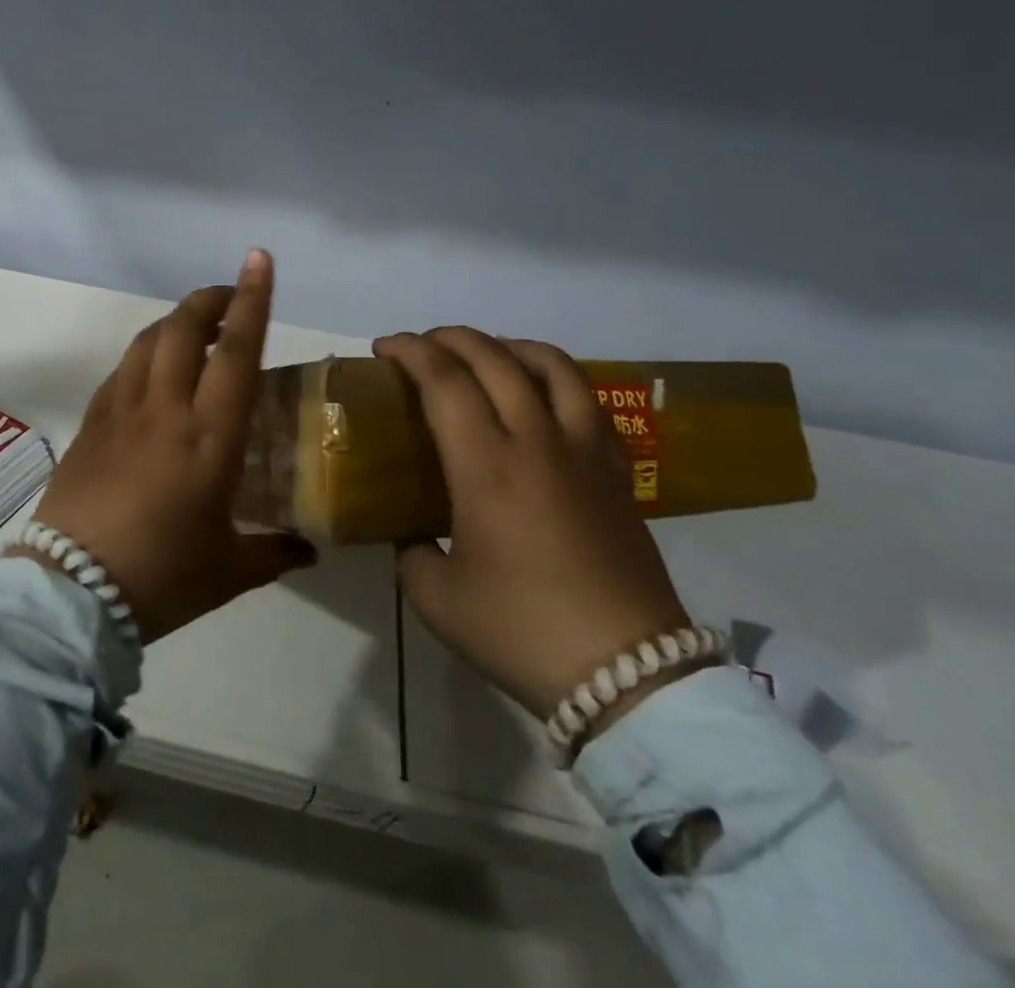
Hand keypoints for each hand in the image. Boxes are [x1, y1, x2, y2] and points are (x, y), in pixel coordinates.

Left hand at [25, 250, 316, 641]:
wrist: (70, 593)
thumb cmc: (161, 579)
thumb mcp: (230, 571)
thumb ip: (274, 552)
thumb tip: (307, 549)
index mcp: (209, 438)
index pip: (235, 352)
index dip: (251, 300)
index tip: (258, 261)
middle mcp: (164, 410)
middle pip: (183, 328)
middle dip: (209, 299)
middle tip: (229, 298)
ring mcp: (120, 412)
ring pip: (147, 341)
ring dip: (174, 323)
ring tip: (194, 331)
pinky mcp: (90, 423)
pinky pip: (121, 370)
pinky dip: (144, 355)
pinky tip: (152, 373)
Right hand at [374, 328, 691, 726]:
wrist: (630, 677)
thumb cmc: (521, 631)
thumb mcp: (436, 597)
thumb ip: (411, 552)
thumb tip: (412, 532)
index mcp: (487, 467)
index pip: (445, 380)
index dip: (411, 351)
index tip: (384, 349)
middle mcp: (537, 442)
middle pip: (496, 358)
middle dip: (451, 338)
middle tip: (422, 347)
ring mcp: (585, 453)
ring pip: (554, 366)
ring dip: (510, 346)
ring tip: (486, 354)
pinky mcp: (617, 472)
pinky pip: (589, 401)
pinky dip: (557, 378)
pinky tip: (542, 396)